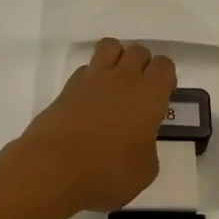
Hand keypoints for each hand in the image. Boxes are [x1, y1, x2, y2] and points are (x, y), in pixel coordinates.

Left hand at [17, 39, 177, 212]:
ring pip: (110, 46)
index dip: (165, 79)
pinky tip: (90, 101)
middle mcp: (123, 78)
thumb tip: (138, 141)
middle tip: (139, 93)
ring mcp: (92, 78)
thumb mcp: (145, 170)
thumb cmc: (107, 172)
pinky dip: (91, 77)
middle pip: (138, 50)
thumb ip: (148, 147)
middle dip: (142, 65)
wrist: (53, 169)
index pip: (164, 65)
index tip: (161, 98)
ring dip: (117, 58)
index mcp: (149, 95)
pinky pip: (86, 68)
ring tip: (115, 85)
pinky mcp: (67, 87)